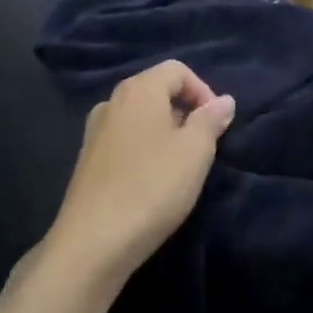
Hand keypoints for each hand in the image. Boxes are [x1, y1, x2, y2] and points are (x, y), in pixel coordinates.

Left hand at [46, 61, 235, 288]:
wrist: (93, 242)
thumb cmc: (152, 187)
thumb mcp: (195, 152)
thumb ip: (211, 120)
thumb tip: (223, 101)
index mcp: (138, 90)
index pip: (178, 70)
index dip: (204, 91)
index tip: (217, 125)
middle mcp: (112, 102)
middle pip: (157, 90)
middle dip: (186, 112)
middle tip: (203, 146)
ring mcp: (95, 131)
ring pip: (141, 118)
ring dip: (166, 132)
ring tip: (181, 166)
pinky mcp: (88, 160)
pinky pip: (125, 140)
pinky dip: (145, 149)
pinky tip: (153, 181)